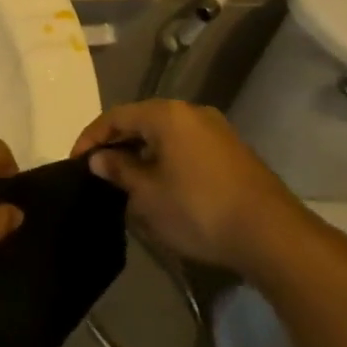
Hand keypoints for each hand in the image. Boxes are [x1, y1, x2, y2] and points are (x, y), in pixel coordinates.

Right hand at [72, 101, 315, 277]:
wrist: (271, 235)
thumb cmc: (198, 209)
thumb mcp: (148, 195)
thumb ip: (119, 171)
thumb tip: (99, 159)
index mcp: (166, 114)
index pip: (116, 116)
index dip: (91, 138)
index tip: (75, 162)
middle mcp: (192, 112)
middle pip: (142, 121)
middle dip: (117, 145)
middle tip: (98, 171)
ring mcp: (216, 131)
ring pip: (166, 136)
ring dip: (142, 154)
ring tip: (126, 182)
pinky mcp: (232, 152)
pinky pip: (186, 147)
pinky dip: (166, 160)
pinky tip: (161, 186)